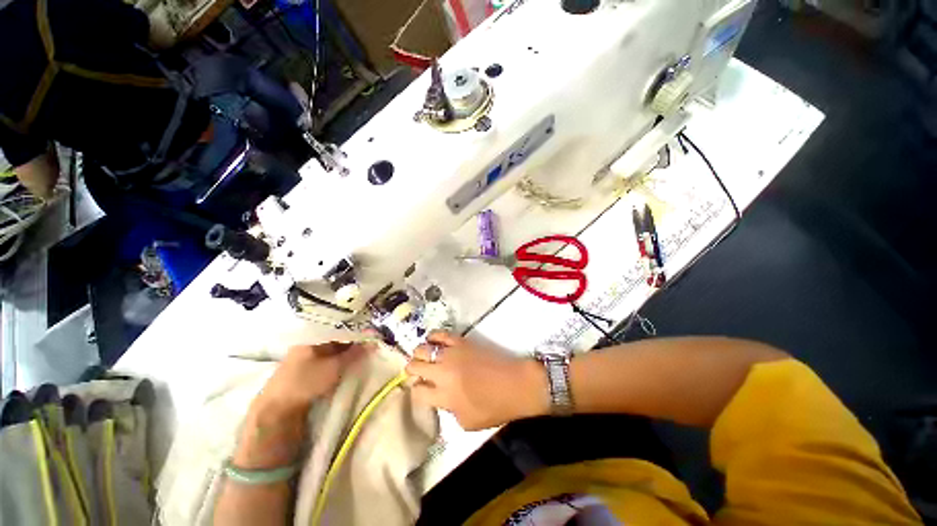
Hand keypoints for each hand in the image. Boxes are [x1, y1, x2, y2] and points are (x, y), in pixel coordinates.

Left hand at [251, 342, 367, 419]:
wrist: (277, 409)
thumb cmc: (306, 381)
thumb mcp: (335, 366)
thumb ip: (355, 353)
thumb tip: (374, 340)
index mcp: (313, 337)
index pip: (339, 329)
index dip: (356, 332)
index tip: (370, 336)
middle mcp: (307, 344)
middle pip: (335, 339)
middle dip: (352, 342)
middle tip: (369, 346)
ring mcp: (303, 358)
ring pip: (331, 350)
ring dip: (345, 353)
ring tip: (361, 355)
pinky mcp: (302, 371)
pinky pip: (325, 360)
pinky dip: (337, 361)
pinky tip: (346, 365)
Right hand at [405, 332, 548, 430]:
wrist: (515, 384)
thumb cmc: (495, 407)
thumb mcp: (467, 422)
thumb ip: (448, 410)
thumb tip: (441, 397)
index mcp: (444, 396)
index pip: (418, 391)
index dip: (416, 390)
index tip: (420, 388)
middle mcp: (443, 373)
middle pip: (415, 366)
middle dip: (412, 370)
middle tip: (416, 371)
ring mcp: (452, 354)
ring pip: (423, 348)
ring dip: (419, 353)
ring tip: (423, 356)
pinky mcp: (461, 342)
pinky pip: (441, 334)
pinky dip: (433, 337)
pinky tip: (432, 341)